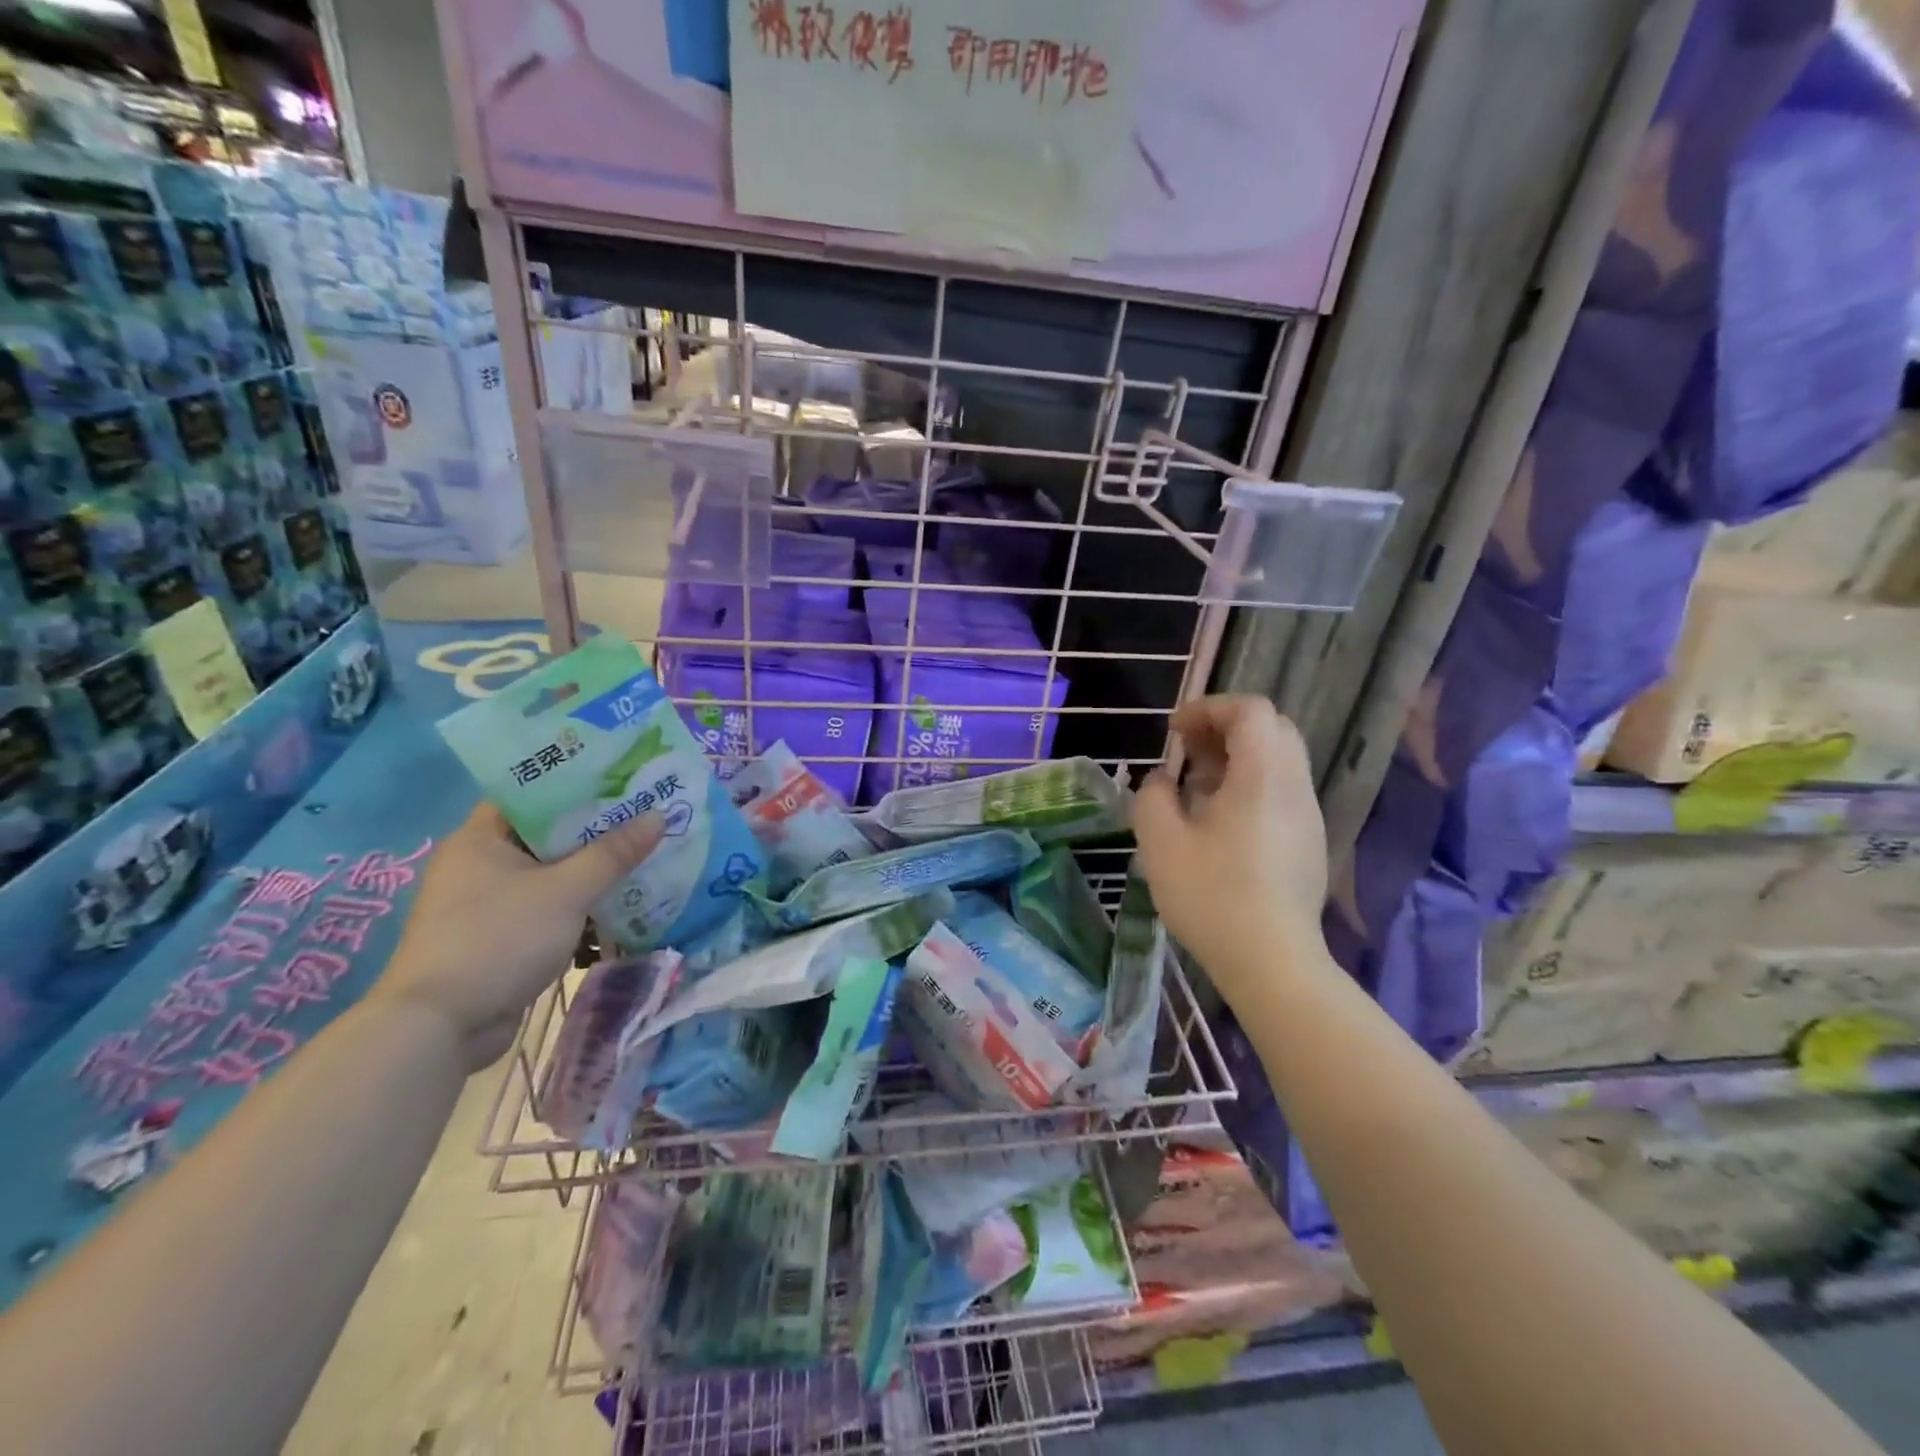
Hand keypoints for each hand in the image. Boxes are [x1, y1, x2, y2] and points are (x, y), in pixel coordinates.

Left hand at [373, 804, 663, 1070]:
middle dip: (597, 830)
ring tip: (643, 857)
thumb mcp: (567, 891)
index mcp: (481, 838)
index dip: (577, 782)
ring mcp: (487, 903)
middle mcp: (479, 864)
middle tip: (646, 815)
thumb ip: (613, 853)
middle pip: (547, 834)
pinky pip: (548, 908)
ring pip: (551, 874)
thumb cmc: (498, 939)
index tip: (623, 778)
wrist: (441, 1027)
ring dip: (592, 872)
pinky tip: (619, 906)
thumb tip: (659, 815)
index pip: (531, 792)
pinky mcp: (499, 937)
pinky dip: (579, 907)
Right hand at [1133, 696, 1329, 1005]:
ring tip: (1197, 783)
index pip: (1250, 710)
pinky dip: (1250, 783)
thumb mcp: (1161, 842)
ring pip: (1279, 760)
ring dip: (1237, 756)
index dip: (1208, 708)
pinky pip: (1282, 790)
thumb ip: (1152, 797)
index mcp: (1263, 776)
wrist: (1272, 962)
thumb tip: (1162, 781)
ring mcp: (1307, 816)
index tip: (1173, 731)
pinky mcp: (1308, 842)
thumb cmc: (1212, 896)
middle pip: (1272, 728)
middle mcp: (1294, 786)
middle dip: (1225, 727)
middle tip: (1187, 749)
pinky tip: (1219, 819)